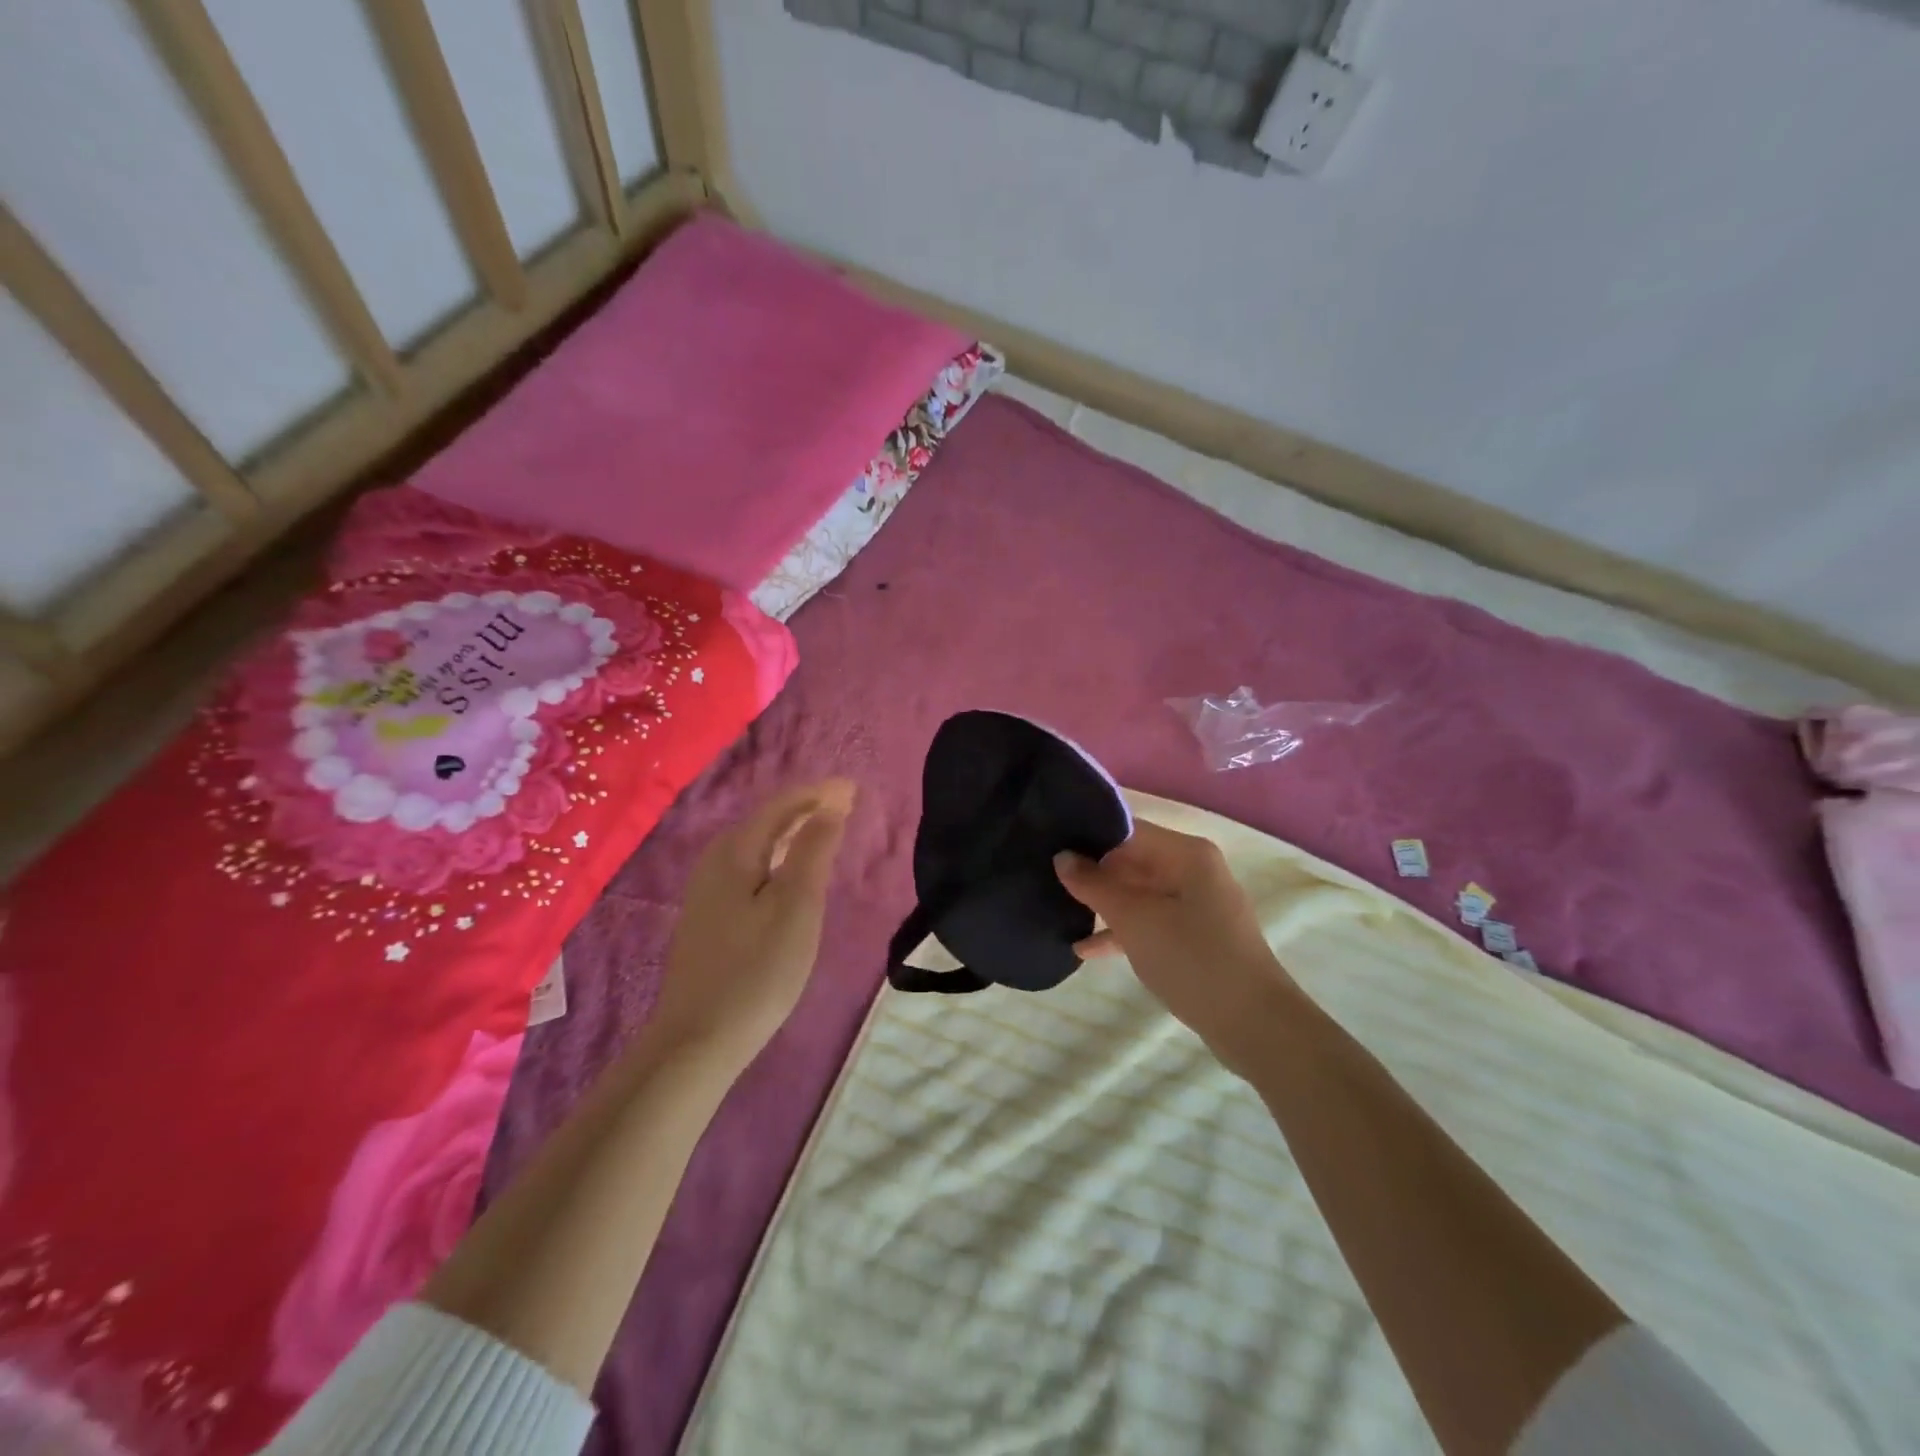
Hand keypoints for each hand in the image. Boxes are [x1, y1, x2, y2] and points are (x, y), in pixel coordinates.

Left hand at [649, 780, 854, 1066]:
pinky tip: (789, 878)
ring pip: (756, 847)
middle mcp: (714, 862)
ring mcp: (706, 893)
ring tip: (824, 834)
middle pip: (765, 823)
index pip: (781, 806)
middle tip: (845, 808)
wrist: (697, 1041)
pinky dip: (777, 860)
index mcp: (735, 852)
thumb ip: (814, 850)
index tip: (854, 790)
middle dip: (805, 810)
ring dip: (791, 835)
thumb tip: (831, 802)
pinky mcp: (708, 919)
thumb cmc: (757, 970)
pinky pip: (749, 870)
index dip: (818, 794)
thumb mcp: (796, 906)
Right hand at [1055, 821, 1302, 1076]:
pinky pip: (1151, 921)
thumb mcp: (1134, 920)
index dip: (1088, 836)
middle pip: (1133, 860)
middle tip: (1045, 878)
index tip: (1049, 845)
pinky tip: (1085, 949)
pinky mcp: (1196, 936)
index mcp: (1186, 854)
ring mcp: (1197, 904)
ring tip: (1058, 909)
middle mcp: (1194, 870)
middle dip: (1092, 872)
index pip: (1127, 829)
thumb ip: (1095, 885)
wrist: (1252, 1024)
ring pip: (1139, 893)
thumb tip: (1062, 857)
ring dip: (1103, 904)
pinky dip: (1122, 930)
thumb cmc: (1192, 959)